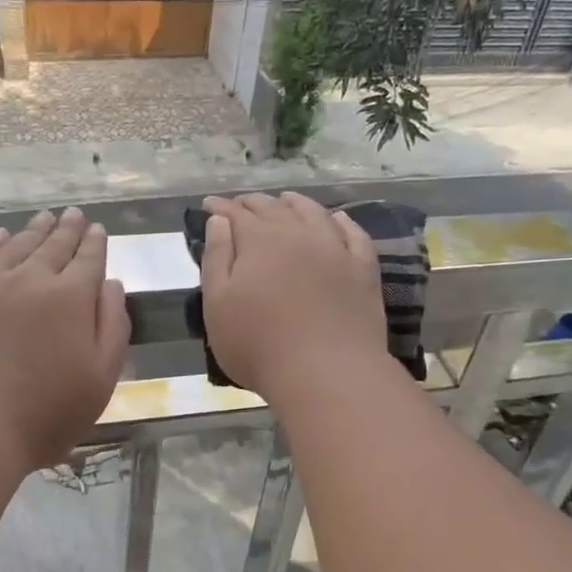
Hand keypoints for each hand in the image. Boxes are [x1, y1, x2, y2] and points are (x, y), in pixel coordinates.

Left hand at [0, 208, 129, 469]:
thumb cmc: (46, 414)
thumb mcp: (101, 378)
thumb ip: (113, 326)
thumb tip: (111, 283)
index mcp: (71, 297)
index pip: (88, 259)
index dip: (95, 242)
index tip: (98, 228)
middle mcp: (31, 279)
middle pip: (53, 245)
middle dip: (67, 228)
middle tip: (74, 214)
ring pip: (16, 245)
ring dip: (34, 230)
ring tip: (44, 218)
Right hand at [200, 192, 388, 396]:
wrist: (326, 372)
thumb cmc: (258, 344)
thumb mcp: (218, 304)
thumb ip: (216, 258)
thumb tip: (219, 221)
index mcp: (259, 242)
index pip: (236, 215)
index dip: (221, 208)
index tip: (209, 204)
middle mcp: (298, 235)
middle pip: (274, 209)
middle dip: (254, 203)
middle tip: (241, 203)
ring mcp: (335, 250)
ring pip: (313, 214)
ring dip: (296, 203)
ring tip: (286, 199)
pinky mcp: (362, 270)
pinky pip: (353, 235)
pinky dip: (342, 222)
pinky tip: (337, 219)